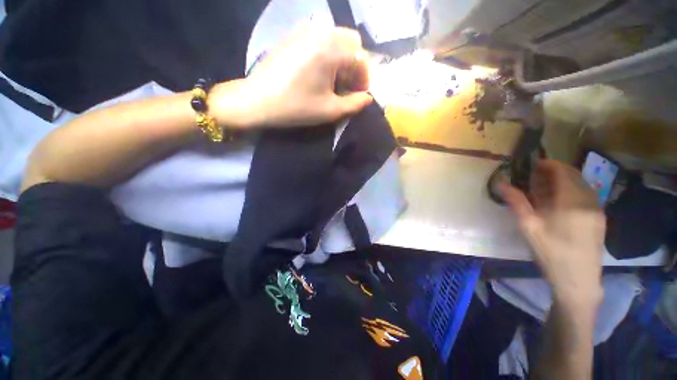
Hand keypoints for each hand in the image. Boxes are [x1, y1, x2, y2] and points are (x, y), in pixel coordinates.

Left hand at [211, 25, 372, 128]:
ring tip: (334, 82)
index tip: (359, 95)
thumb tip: (368, 98)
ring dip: (343, 59)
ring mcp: (305, 29)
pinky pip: (321, 38)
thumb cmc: (296, 107)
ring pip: (337, 39)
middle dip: (355, 66)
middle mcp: (321, 31)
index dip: (365, 78)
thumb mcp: (329, 110)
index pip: (362, 57)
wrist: (257, 100)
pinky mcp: (295, 34)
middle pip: (352, 42)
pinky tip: (320, 72)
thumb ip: (354, 104)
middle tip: (348, 87)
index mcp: (331, 48)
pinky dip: (329, 53)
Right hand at [499, 160, 605, 307]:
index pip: (563, 171)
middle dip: (554, 171)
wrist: (578, 280)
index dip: (547, 164)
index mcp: (572, 201)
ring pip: (581, 184)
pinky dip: (571, 190)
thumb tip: (501, 183)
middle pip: (574, 175)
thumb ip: (516, 201)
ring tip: (544, 189)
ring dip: (563, 181)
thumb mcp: (529, 227)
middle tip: (534, 177)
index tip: (531, 165)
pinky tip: (559, 202)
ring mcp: (597, 209)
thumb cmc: (551, 253)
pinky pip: (586, 194)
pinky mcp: (599, 218)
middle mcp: (589, 200)